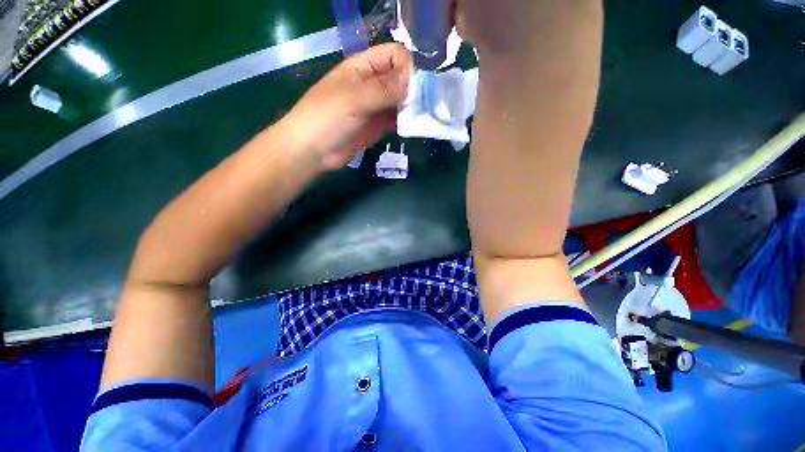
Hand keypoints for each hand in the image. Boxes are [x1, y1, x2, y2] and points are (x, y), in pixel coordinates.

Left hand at [284, 43, 412, 169]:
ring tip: (422, 117)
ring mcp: (375, 106)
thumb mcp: (354, 99)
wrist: (313, 151)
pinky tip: (412, 127)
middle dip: (414, 88)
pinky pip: (396, 119)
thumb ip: (383, 89)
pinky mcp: (378, 125)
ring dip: (412, 107)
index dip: (407, 66)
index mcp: (363, 67)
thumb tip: (412, 80)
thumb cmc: (327, 118)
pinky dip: (406, 121)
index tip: (417, 87)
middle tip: (425, 105)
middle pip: (400, 78)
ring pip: (401, 100)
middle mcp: (371, 83)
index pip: (394, 55)